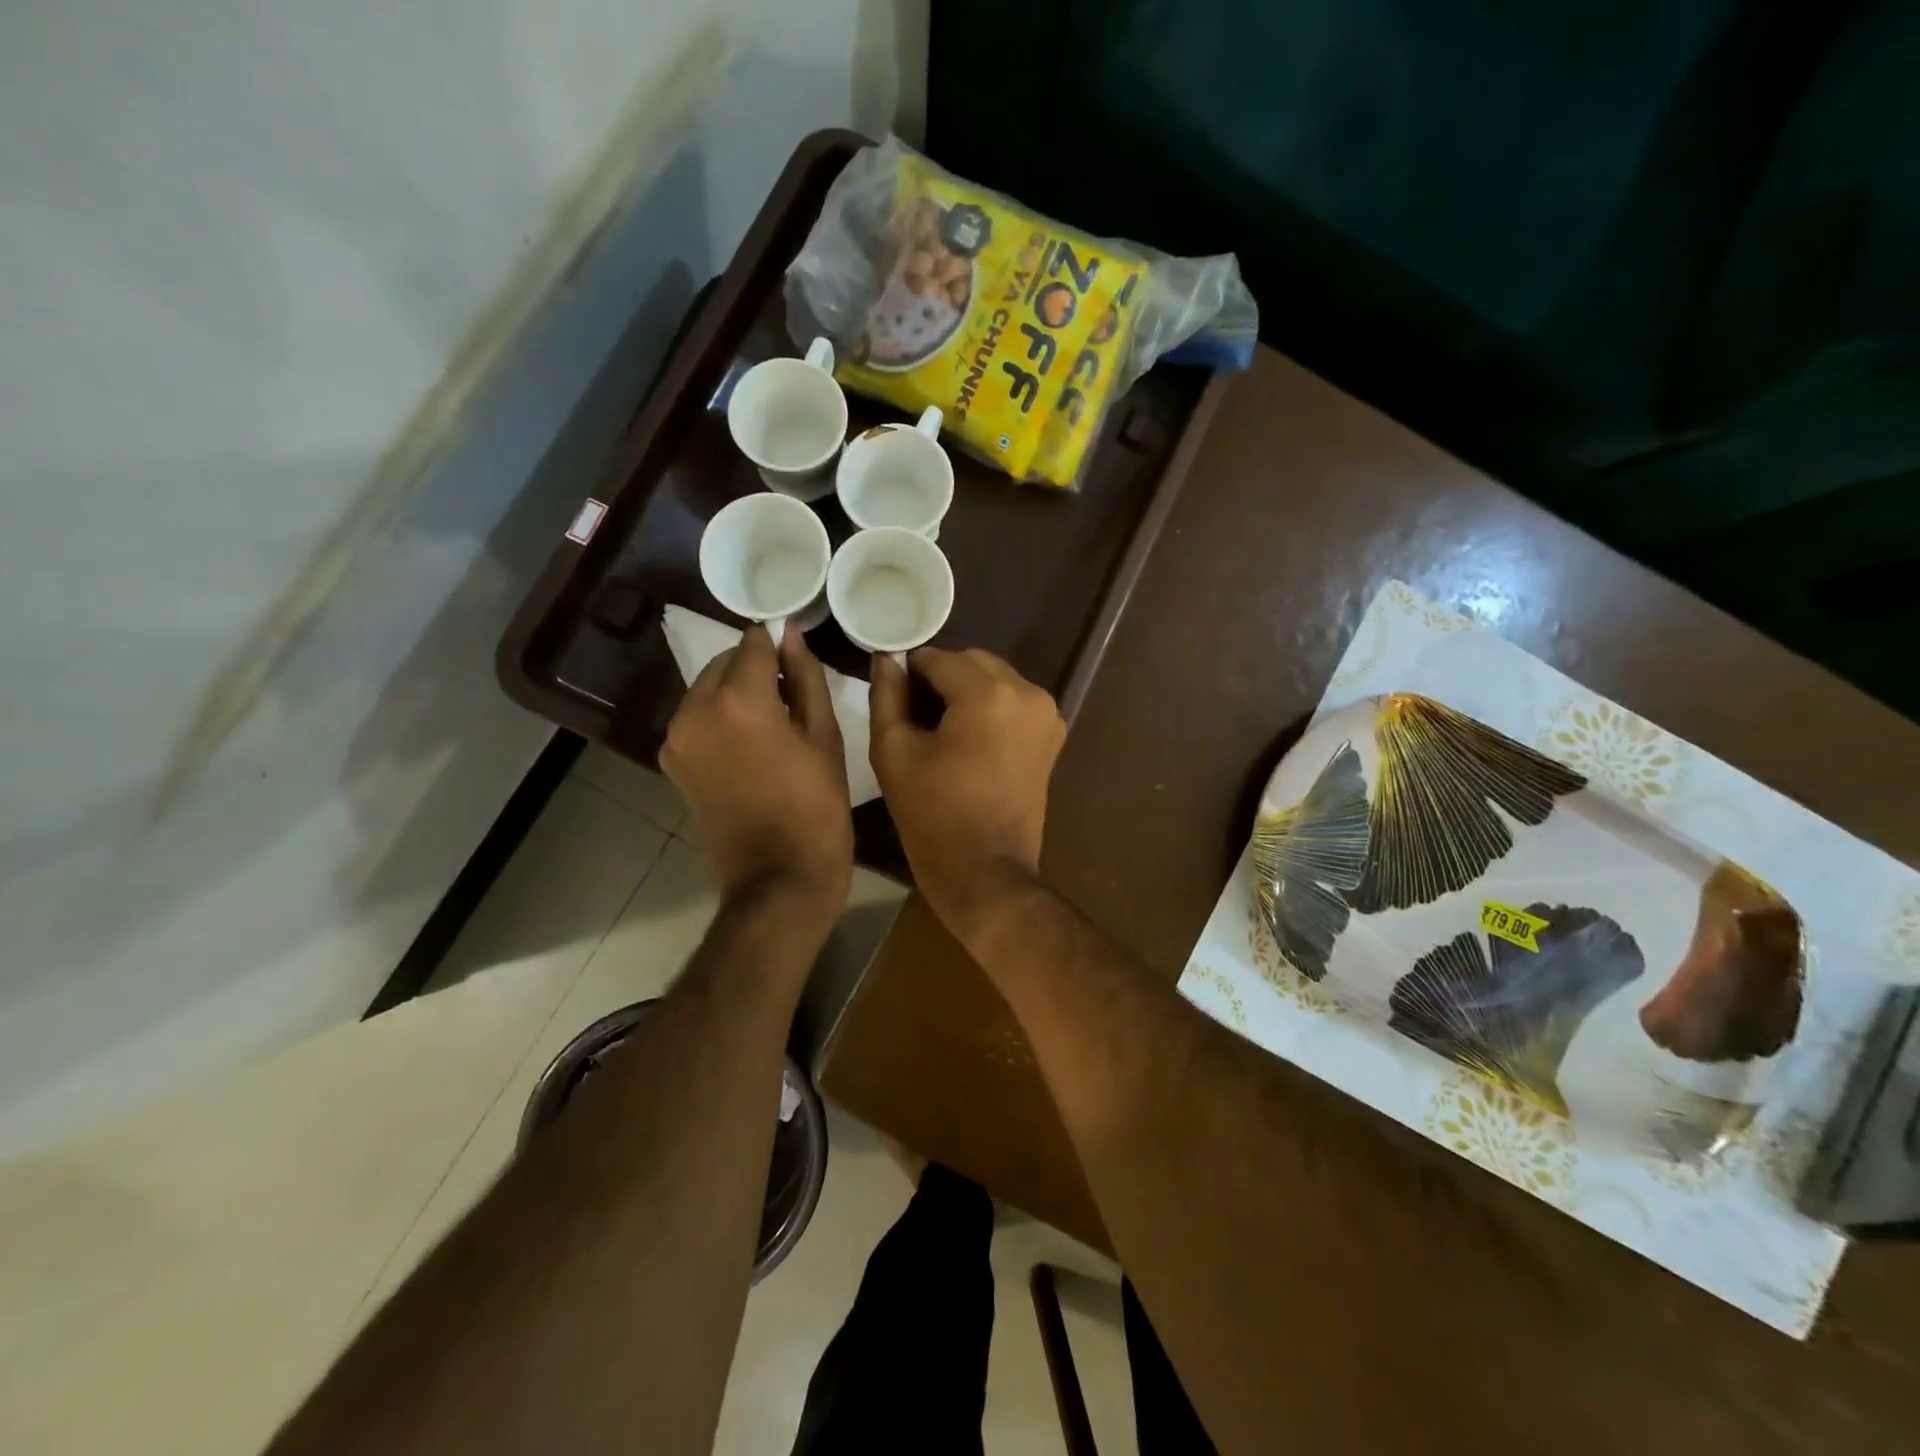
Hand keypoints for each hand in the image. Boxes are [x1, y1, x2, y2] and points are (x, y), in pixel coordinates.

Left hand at [661, 625, 851, 922]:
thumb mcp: (825, 737)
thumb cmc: (817, 808)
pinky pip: (697, 719)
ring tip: (775, 723)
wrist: (778, 880)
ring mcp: (677, 739)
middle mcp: (695, 710)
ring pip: (707, 690)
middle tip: (793, 696)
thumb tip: (791, 636)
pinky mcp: (672, 763)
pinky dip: (721, 718)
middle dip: (756, 668)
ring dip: (737, 692)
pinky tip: (752, 745)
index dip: (779, 644)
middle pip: (725, 663)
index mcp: (738, 700)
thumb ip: (806, 677)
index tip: (800, 657)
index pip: (754, 643)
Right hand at [869, 648, 1065, 931]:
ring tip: (943, 734)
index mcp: (988, 693)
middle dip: (942, 680)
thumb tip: (886, 659)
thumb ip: (887, 695)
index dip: (909, 675)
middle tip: (917, 719)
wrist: (986, 872)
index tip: (895, 703)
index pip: (937, 658)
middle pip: (971, 663)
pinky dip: (991, 709)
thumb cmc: (933, 815)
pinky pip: (1014, 702)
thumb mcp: (894, 752)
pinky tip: (971, 743)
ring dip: (967, 693)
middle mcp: (1027, 692)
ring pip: (995, 679)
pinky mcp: (1053, 735)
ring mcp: (1046, 713)